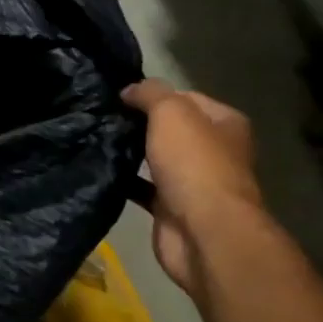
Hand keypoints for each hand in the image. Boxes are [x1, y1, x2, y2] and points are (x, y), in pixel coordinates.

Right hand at [122, 80, 264, 296]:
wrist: (202, 231)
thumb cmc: (194, 164)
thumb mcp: (171, 113)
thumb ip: (150, 93)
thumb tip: (129, 90)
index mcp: (225, 123)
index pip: (186, 98)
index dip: (155, 95)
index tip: (120, 97)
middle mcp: (214, 151)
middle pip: (171, 129)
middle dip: (139, 124)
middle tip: (104, 117)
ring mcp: (194, 182)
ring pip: (156, 158)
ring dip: (131, 152)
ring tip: (97, 139)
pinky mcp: (171, 208)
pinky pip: (143, 187)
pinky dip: (125, 180)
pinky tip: (101, 170)